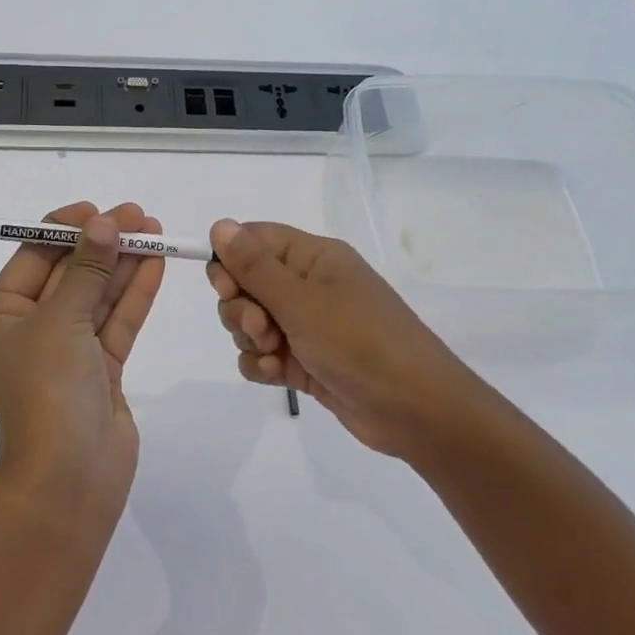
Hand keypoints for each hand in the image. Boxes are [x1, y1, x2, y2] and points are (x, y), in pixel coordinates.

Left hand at [0, 201, 166, 513]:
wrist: (70, 478)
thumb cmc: (47, 391)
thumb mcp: (61, 321)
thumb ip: (87, 270)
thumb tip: (104, 223)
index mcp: (0, 320)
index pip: (31, 260)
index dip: (63, 230)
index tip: (97, 210)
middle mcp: (30, 333)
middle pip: (69, 275)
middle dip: (101, 244)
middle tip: (137, 215)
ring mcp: (68, 353)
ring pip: (97, 298)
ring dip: (123, 264)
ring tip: (154, 230)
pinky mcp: (100, 371)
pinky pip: (117, 324)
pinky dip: (134, 295)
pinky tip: (155, 264)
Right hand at [206, 219, 489, 464]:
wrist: (415, 410)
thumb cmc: (359, 342)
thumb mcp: (301, 301)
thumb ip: (254, 266)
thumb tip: (219, 224)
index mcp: (313, 257)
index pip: (253, 240)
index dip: (230, 261)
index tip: (226, 288)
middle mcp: (309, 286)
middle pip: (245, 284)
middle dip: (240, 309)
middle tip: (262, 329)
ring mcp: (307, 326)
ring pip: (250, 322)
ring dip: (250, 340)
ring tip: (276, 356)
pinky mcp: (305, 361)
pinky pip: (263, 355)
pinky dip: (262, 365)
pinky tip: (278, 375)